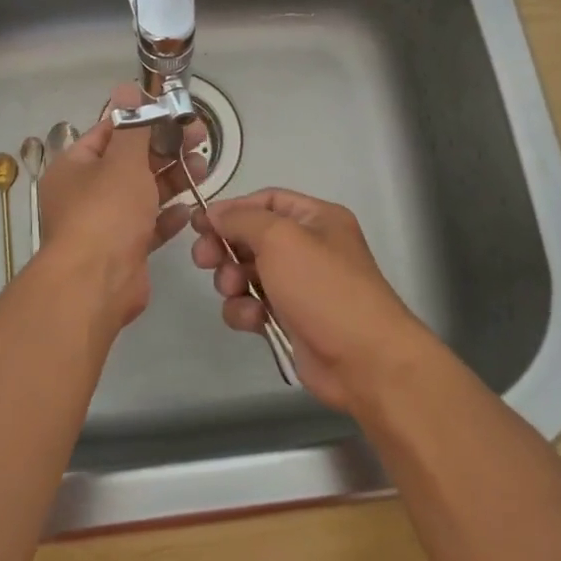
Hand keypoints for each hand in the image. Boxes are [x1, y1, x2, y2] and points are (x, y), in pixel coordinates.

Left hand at [36, 82, 205, 332]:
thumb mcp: (122, 161)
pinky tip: (189, 209)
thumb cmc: (106, 212)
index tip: (173, 113)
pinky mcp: (124, 250)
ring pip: (142, 194)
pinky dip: (168, 217)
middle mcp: (86, 193)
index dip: (142, 120)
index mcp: (75, 167)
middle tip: (199, 137)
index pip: (109, 133)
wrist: (96, 283)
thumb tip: (126, 87)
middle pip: (130, 163)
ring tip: (203, 168)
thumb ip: (132, 126)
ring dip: (172, 180)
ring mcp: (105, 224)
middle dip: (165, 150)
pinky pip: (148, 226)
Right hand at [190, 188, 437, 413]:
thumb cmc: (323, 288)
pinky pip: (254, 306)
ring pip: (248, 273)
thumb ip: (242, 220)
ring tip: (234, 291)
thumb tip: (215, 213)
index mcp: (316, 218)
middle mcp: (309, 247)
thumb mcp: (280, 239)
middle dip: (225, 248)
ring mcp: (300, 285)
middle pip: (252, 237)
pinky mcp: (290, 320)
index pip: (266, 200)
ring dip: (232, 282)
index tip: (198, 223)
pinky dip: (246, 311)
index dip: (232, 209)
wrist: (363, 360)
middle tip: (203, 260)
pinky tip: (253, 320)